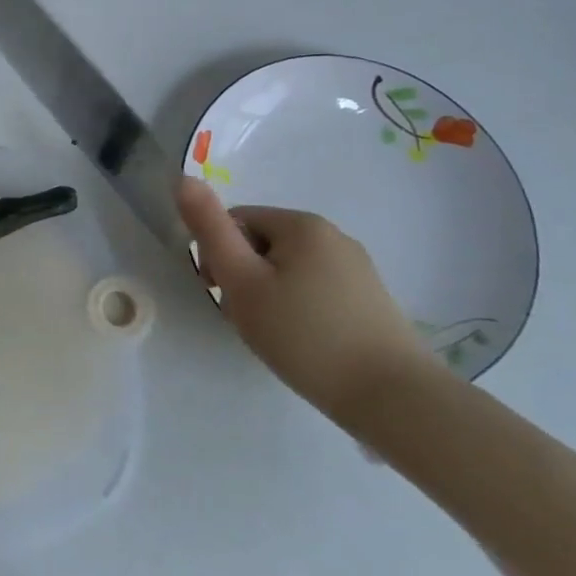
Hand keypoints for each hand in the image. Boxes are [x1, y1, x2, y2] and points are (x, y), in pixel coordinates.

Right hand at [175, 178, 433, 418]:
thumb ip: (210, 228)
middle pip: (262, 244)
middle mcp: (333, 235)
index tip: (219, 293)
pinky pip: (314, 290)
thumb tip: (182, 178)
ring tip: (272, 334)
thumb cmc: (303, 334)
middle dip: (243, 276)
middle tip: (244, 318)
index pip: (236, 221)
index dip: (217, 255)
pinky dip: (297, 309)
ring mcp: (356, 268)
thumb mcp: (242, 280)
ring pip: (287, 270)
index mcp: (301, 224)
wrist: (392, 397)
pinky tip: (301, 341)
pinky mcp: (369, 299)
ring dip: (268, 294)